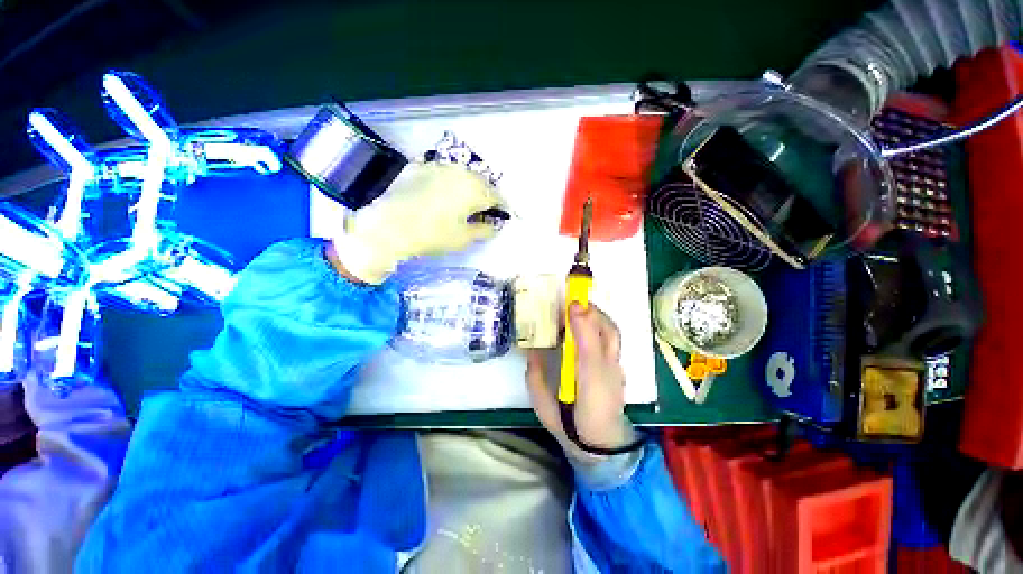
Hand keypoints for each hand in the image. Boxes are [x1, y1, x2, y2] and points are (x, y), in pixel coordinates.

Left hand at [330, 163, 504, 283]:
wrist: (389, 226)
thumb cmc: (432, 235)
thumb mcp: (463, 238)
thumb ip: (484, 230)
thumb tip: (494, 225)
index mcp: (474, 189)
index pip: (496, 197)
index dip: (501, 208)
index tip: (500, 217)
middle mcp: (460, 172)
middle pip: (481, 183)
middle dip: (485, 196)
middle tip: (481, 211)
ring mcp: (439, 166)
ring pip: (462, 175)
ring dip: (467, 187)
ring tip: (462, 203)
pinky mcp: (420, 166)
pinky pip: (442, 173)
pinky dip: (447, 183)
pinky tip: (440, 195)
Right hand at [526, 303, 633, 461]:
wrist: (601, 445)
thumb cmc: (570, 427)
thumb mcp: (545, 408)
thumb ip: (536, 379)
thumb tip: (531, 350)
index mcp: (587, 388)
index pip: (588, 351)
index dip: (581, 326)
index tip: (571, 305)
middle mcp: (606, 375)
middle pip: (608, 336)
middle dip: (592, 313)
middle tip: (573, 300)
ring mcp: (616, 371)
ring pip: (613, 336)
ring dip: (598, 316)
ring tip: (579, 307)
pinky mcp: (619, 370)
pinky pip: (613, 341)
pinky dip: (602, 325)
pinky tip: (587, 324)